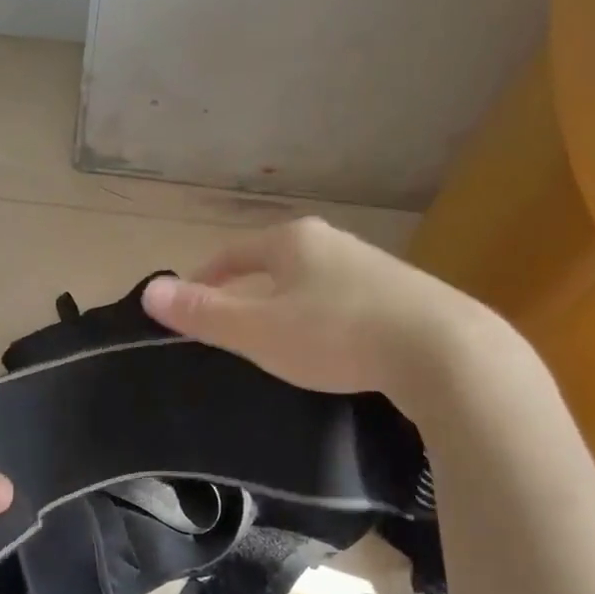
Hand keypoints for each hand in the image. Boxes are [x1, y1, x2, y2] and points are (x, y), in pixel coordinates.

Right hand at [139, 217, 510, 408]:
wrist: (444, 351)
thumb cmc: (336, 334)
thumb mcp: (258, 330)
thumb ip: (203, 313)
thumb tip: (150, 291)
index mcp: (292, 241)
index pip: (232, 253)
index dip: (205, 278)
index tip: (190, 306)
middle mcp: (332, 242)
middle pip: (272, 264)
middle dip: (247, 291)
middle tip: (230, 328)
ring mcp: (372, 266)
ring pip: (311, 282)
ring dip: (287, 305)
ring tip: (278, 341)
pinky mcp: (404, 294)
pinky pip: (345, 300)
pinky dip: (324, 318)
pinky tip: (333, 347)